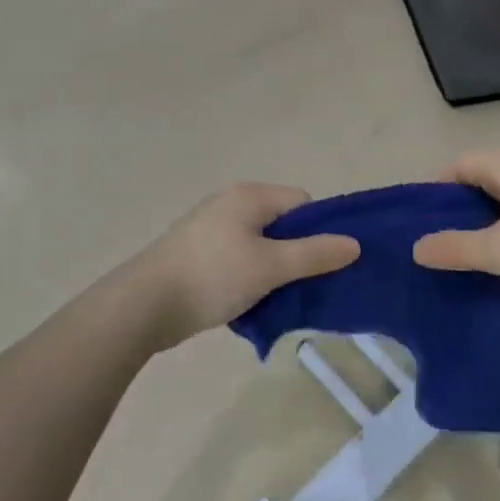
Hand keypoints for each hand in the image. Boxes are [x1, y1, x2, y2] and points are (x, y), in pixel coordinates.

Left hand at [131, 183, 360, 350]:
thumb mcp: (271, 266)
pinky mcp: (198, 253)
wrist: (145, 304)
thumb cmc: (213, 276)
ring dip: (273, 271)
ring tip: (277, 299)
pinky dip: (249, 278)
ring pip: (261, 246)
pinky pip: (239, 259)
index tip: (321, 265)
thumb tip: (354, 244)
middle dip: (296, 255)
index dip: (318, 232)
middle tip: (303, 286)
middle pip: (282, 225)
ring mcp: (211, 228)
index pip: (302, 203)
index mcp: (250, 196)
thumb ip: (315, 254)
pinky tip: (249, 303)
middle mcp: (231, 203)